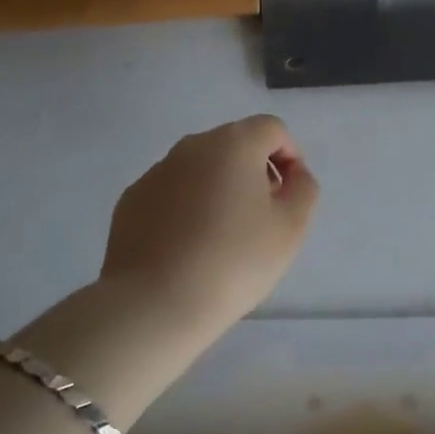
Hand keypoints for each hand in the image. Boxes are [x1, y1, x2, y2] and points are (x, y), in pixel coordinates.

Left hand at [98, 115, 318, 330]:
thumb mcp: (291, 227)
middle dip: (255, 171)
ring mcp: (156, 171)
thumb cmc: (233, 261)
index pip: (272, 129)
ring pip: (201, 168)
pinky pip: (172, 192)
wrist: (154, 304)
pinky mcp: (131, 199)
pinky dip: (186, 207)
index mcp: (234, 143)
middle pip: (235, 144)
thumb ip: (303, 189)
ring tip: (223, 237)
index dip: (290, 157)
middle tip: (261, 217)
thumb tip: (293, 174)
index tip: (289, 196)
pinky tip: (188, 247)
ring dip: (219, 188)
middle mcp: (192, 146)